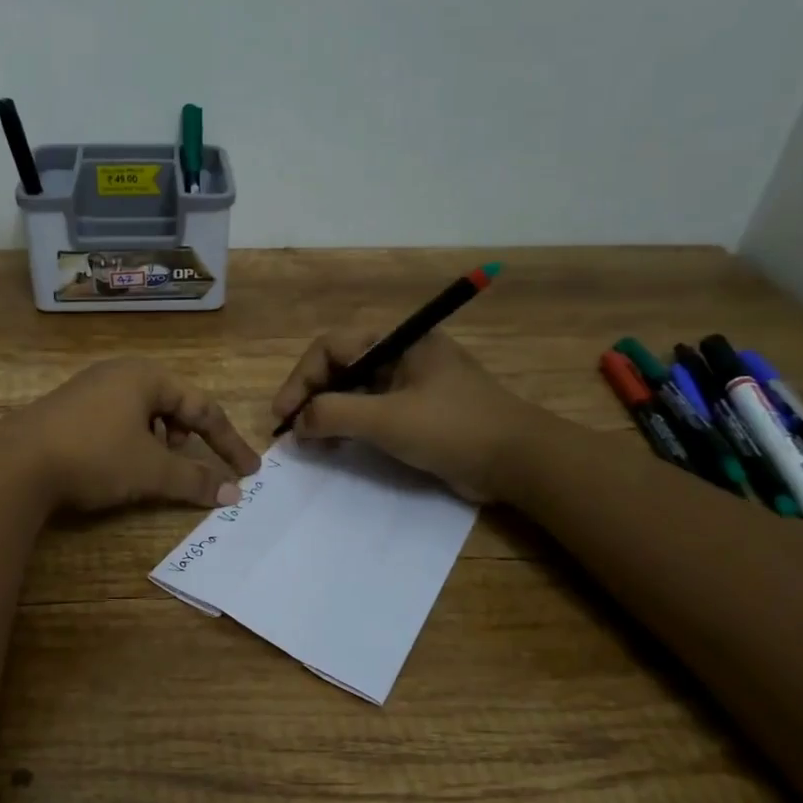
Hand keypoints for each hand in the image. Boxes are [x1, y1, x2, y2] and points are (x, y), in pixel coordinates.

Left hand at [0, 358, 261, 513]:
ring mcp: (90, 389)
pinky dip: (132, 442)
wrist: (16, 463)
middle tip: (188, 462)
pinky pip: (117, 420)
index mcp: (147, 376)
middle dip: (189, 437)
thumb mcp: (151, 470)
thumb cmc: (95, 456)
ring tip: (153, 466)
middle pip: (173, 404)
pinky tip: (118, 464)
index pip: (203, 408)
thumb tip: (232, 493)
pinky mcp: (68, 409)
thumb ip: (195, 480)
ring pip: (143, 413)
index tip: (248, 471)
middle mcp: (120, 373)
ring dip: (160, 441)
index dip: (228, 442)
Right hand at [270, 329, 550, 502]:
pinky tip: (338, 446)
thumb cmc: (452, 428)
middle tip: (294, 431)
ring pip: (356, 391)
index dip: (301, 379)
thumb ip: (334, 414)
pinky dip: (351, 426)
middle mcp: (403, 355)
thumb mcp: (386, 419)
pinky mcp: (420, 412)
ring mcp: (413, 384)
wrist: (518, 461)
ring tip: (312, 444)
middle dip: (313, 397)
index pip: (332, 348)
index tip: (284, 415)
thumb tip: (297, 423)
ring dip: (329, 414)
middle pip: (341, 367)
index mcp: (399, 341)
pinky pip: (374, 411)